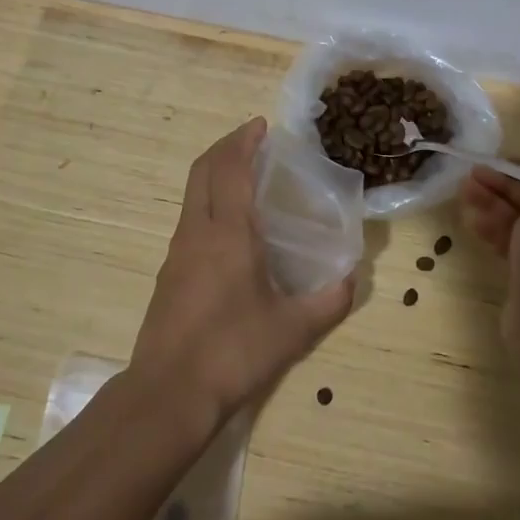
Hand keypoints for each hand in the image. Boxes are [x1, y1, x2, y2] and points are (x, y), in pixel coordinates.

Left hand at [130, 118, 354, 429]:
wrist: (168, 393)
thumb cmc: (232, 353)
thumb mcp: (292, 331)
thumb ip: (328, 302)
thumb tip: (351, 280)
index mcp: (228, 234)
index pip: (232, 170)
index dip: (245, 142)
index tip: (261, 125)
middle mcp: (197, 232)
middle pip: (203, 170)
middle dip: (225, 146)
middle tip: (252, 138)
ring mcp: (177, 252)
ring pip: (192, 194)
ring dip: (214, 172)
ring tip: (243, 175)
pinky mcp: (169, 273)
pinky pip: (189, 218)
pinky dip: (207, 200)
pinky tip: (228, 225)